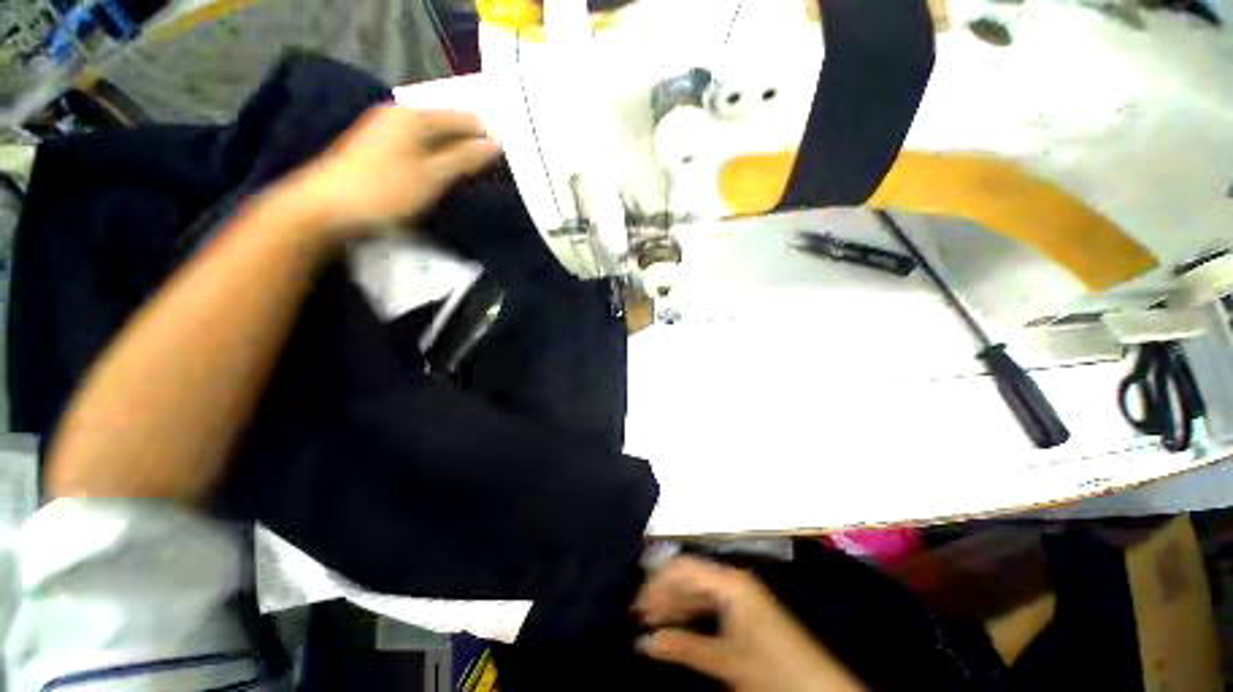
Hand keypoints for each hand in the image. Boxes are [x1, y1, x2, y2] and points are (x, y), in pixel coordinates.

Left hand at [279, 105, 500, 238]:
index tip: (506, 162)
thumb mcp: (431, 176)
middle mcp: (401, 115)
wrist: (326, 208)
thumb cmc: (383, 190)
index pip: (465, 118)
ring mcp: (388, 131)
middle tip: (493, 173)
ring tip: (474, 178)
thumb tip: (495, 145)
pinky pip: (421, 148)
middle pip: (449, 127)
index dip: (486, 137)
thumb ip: (464, 158)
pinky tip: (445, 177)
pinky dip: (438, 161)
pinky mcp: (381, 148)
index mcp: (415, 116)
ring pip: (435, 139)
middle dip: (472, 147)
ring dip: (456, 156)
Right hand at [634, 556, 862, 691]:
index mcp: (730, 582)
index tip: (636, 604)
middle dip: (664, 594)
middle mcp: (734, 580)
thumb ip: (684, 647)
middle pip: (689, 577)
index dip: (657, 583)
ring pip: (698, 590)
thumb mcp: (727, 661)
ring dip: (675, 604)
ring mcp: (741, 594)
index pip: (683, 568)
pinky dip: (691, 613)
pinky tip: (678, 626)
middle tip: (639, 615)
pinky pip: (710, 603)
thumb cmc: (774, 671)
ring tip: (652, 622)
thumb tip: (645, 641)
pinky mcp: (746, 610)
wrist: (821, 690)